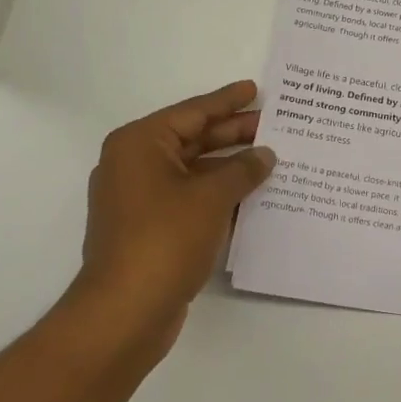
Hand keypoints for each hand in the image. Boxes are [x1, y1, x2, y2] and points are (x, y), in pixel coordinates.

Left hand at [65, 80, 274, 364]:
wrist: (125, 312)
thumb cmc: (165, 239)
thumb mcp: (211, 197)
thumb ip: (243, 170)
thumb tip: (265, 155)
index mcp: (140, 144)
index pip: (192, 112)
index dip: (227, 101)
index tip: (255, 89)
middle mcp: (135, 165)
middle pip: (192, 139)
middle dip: (233, 134)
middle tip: (274, 125)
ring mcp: (139, 199)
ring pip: (193, 171)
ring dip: (229, 167)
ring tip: (271, 159)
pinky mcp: (149, 228)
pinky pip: (189, 198)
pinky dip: (218, 194)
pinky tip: (252, 196)